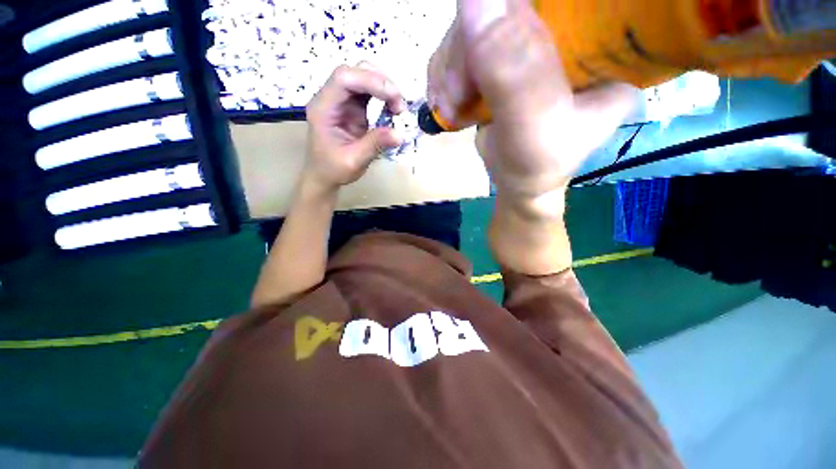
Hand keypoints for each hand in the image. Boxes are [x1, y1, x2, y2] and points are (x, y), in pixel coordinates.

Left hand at [304, 63, 407, 193]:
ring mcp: (342, 101)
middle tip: (399, 106)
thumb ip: (375, 145)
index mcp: (323, 107)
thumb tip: (400, 134)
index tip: (394, 98)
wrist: (324, 175)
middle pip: (355, 72)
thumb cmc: (333, 169)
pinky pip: (368, 92)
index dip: (371, 81)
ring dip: (385, 89)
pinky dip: (383, 97)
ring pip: (364, 78)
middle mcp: (330, 98)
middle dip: (381, 83)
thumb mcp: (354, 161)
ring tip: (398, 109)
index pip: (344, 79)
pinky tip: (392, 110)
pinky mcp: (352, 107)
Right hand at [429, 0, 635, 212]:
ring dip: (451, 67)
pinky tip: (450, 102)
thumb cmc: (537, 165)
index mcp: (603, 40)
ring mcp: (529, 40)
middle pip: (506, 3)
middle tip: (458, 95)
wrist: (519, 182)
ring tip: (453, 108)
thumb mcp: (533, 128)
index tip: (483, 52)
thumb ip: (512, 74)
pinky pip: (460, 44)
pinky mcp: (501, 57)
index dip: (512, 7)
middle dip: (467, 48)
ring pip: (474, 21)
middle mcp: (569, 29)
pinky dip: (445, 75)